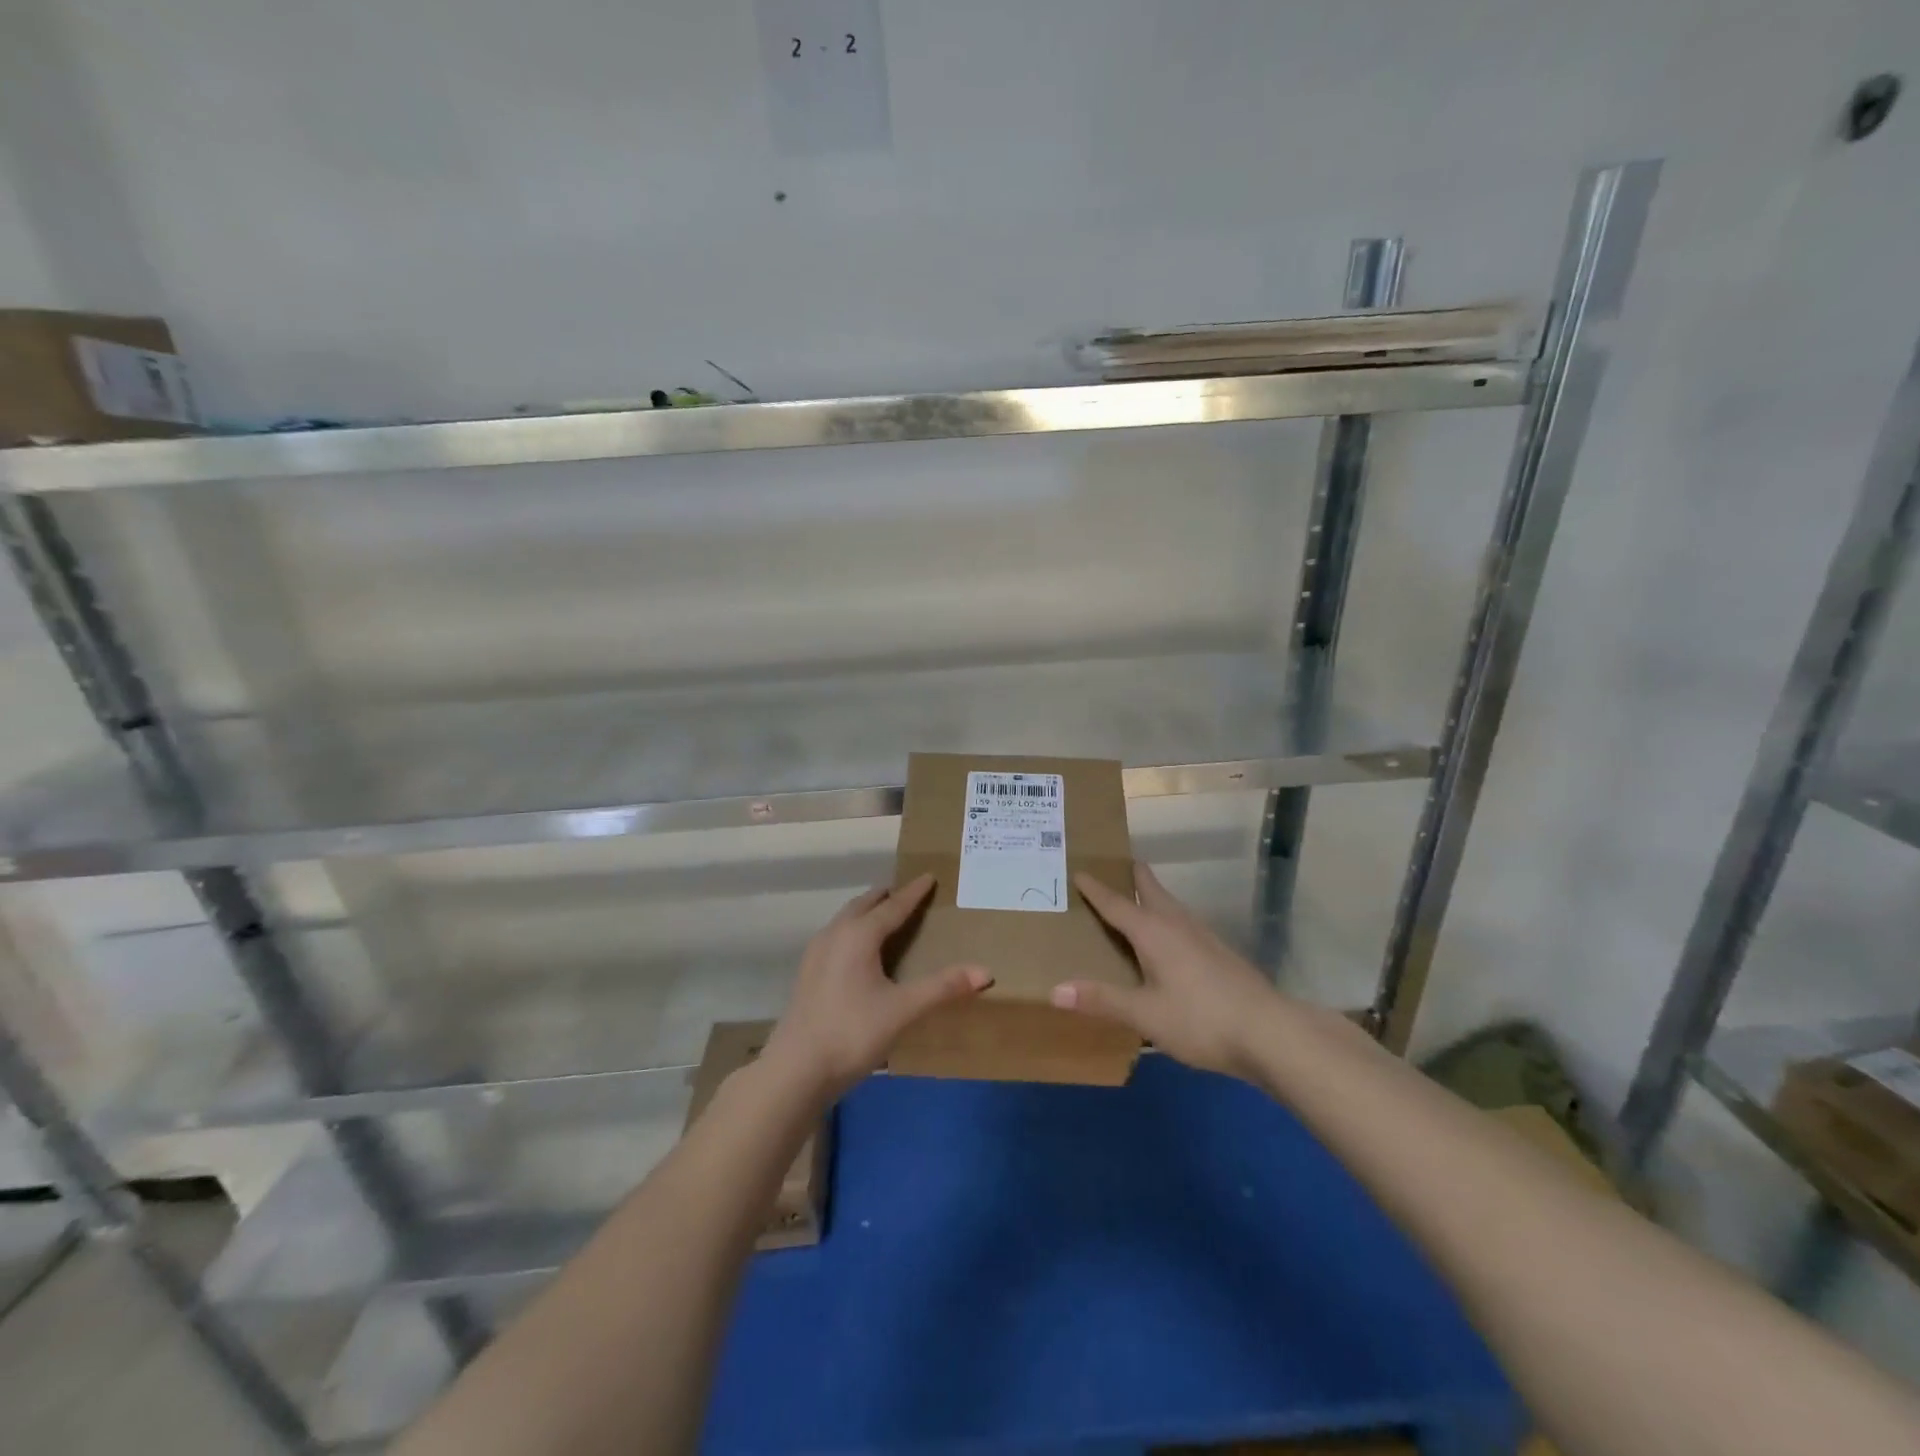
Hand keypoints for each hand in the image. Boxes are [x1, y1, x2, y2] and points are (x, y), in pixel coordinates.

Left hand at [765, 875, 990, 1098]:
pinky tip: (856, 951)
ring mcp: (816, 953)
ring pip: (845, 919)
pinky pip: (835, 936)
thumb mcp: (903, 1010)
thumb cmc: (852, 1032)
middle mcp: (835, 934)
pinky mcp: (807, 973)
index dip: (913, 892)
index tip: (928, 877)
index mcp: (859, 935)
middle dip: (886, 896)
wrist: (796, 1069)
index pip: (893, 906)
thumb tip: (985, 972)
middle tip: (906, 892)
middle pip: (863, 905)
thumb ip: (943, 988)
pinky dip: (852, 929)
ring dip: (865, 911)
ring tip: (882, 915)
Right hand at [1052, 864, 1282, 1078]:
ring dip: (1152, 895)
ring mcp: (1203, 936)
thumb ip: (1101, 1000)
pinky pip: (1183, 922)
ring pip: (1171, 905)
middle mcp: (1177, 924)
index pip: (1117, 903)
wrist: (1269, 1032)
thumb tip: (1054, 990)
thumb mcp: (1144, 1014)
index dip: (1096, 889)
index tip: (1079, 870)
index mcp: (1153, 932)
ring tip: (1136, 897)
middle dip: (1132, 875)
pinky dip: (1167, 917)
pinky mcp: (1220, 952)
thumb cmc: (1200, 1019)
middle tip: (1113, 863)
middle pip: (1151, 890)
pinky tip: (1169, 938)